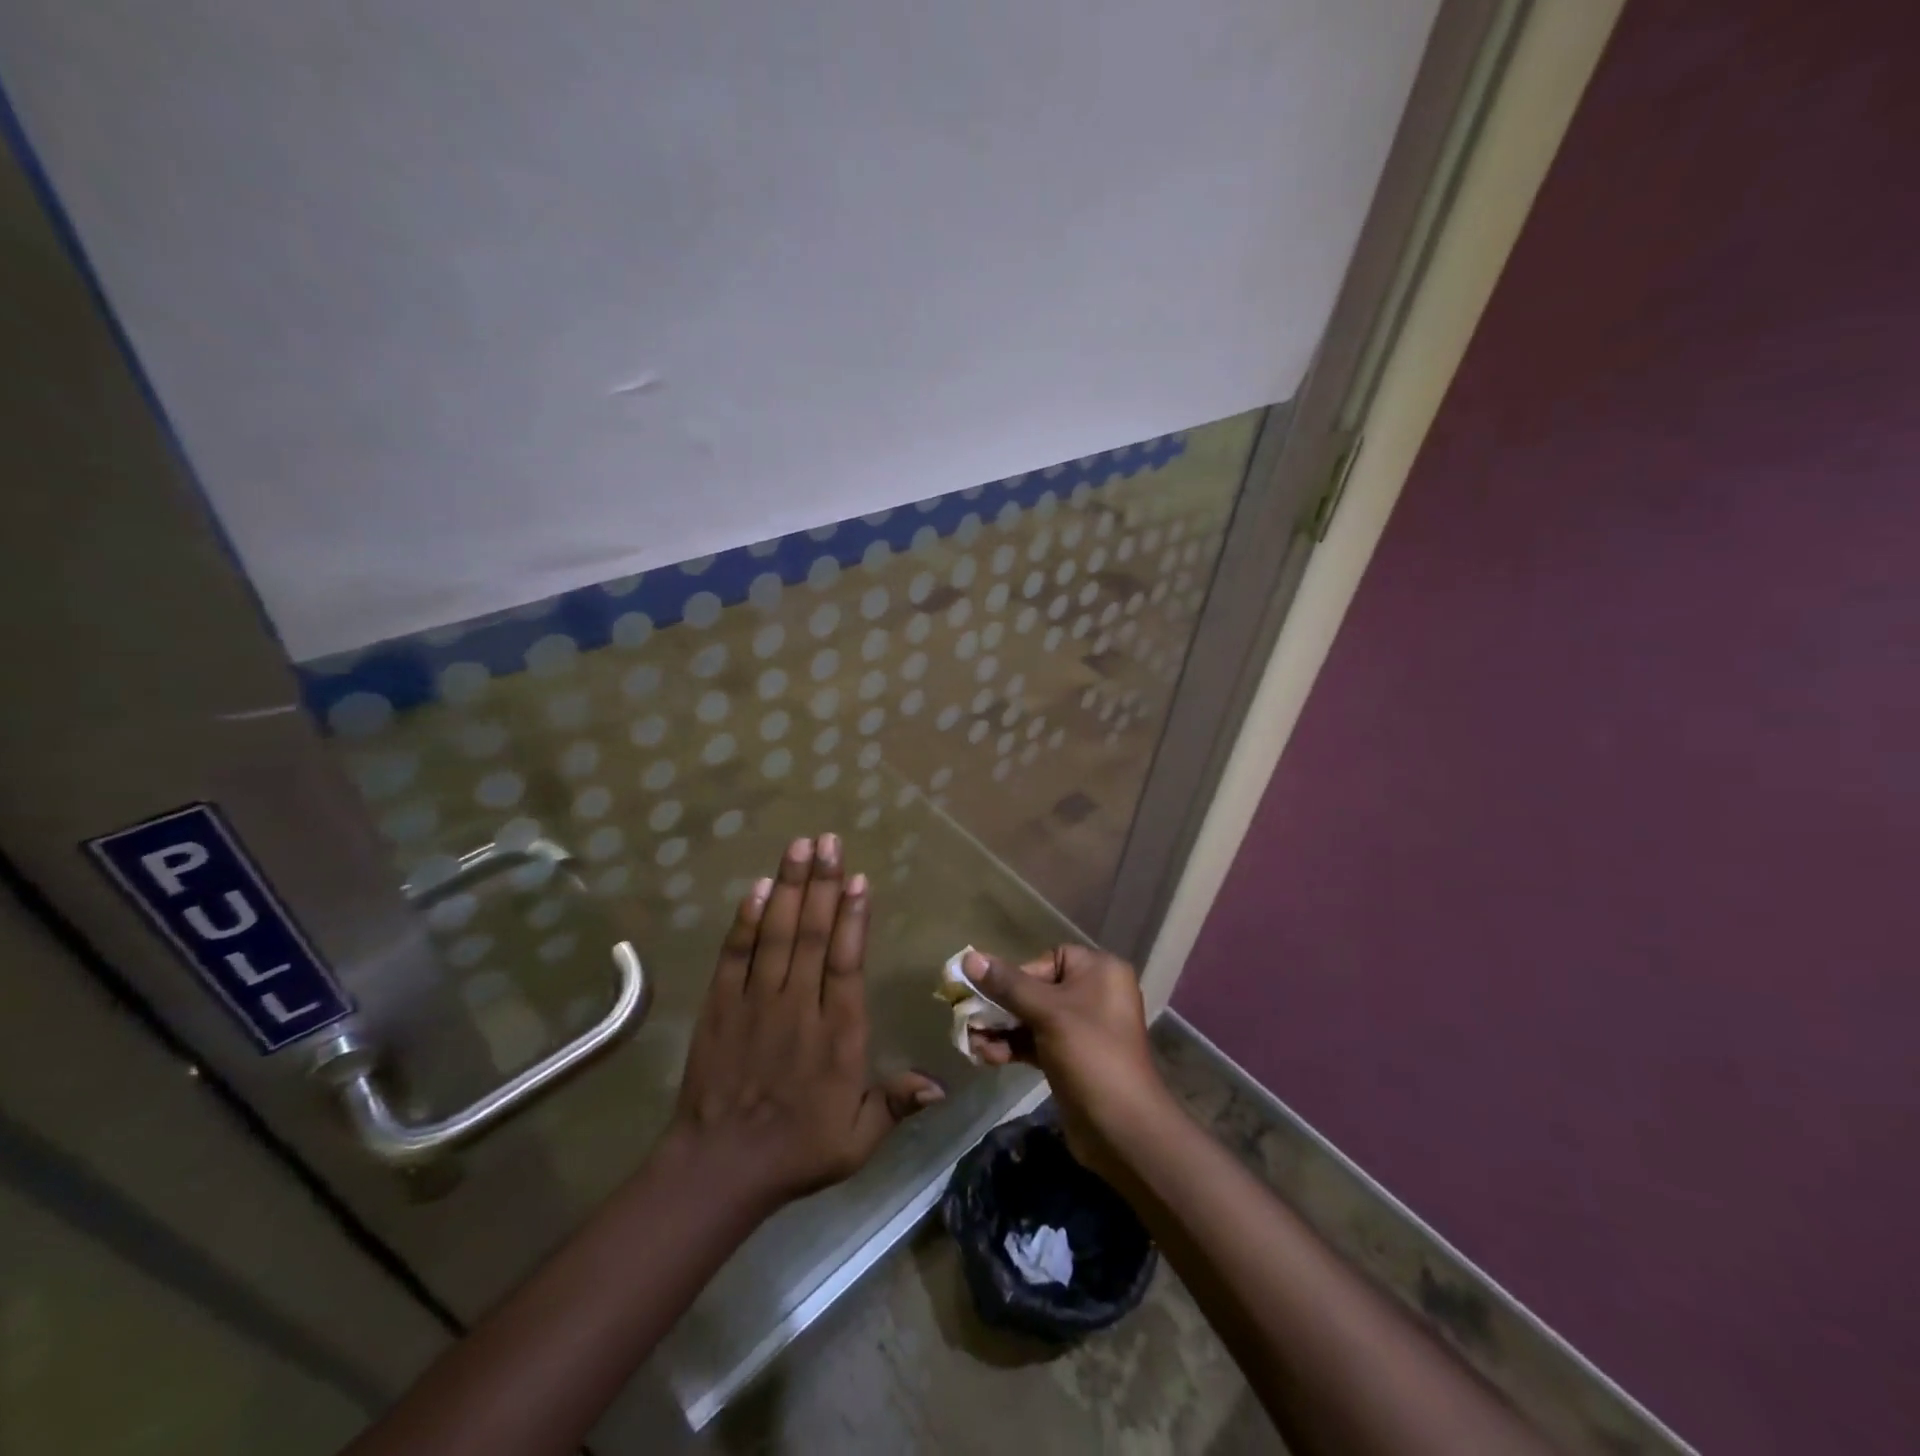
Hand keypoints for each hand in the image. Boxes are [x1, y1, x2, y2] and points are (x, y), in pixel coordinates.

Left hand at [667, 834, 943, 1215]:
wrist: (718, 1168)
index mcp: (838, 1033)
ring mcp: (756, 1002)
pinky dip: (745, 920)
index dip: (853, 918)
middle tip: (828, 840)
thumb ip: (897, 1104)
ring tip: (799, 847)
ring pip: (776, 934)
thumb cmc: (797, 1151)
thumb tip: (943, 1085)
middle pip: (811, 934)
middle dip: (821, 884)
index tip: (858, 879)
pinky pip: (735, 955)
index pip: (847, 962)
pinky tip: (756, 888)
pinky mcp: (721, 1006)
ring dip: (788, 888)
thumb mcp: (858, 1139)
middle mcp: (798, 1006)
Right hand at [963, 945, 1170, 1175]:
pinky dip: (1012, 1047)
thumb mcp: (1047, 1013)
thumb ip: (1007, 985)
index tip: (992, 994)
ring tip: (973, 1044)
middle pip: (1036, 989)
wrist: (1122, 1129)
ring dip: (1001, 1029)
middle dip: (1001, 1006)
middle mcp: (1093, 993)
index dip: (1018, 975)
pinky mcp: (1070, 1057)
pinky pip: (1035, 1042)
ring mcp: (1082, 1028)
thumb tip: (969, 958)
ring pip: (1032, 1018)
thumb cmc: (1090, 1054)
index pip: (1048, 959)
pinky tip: (987, 1057)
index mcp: (1099, 971)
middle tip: (969, 1019)